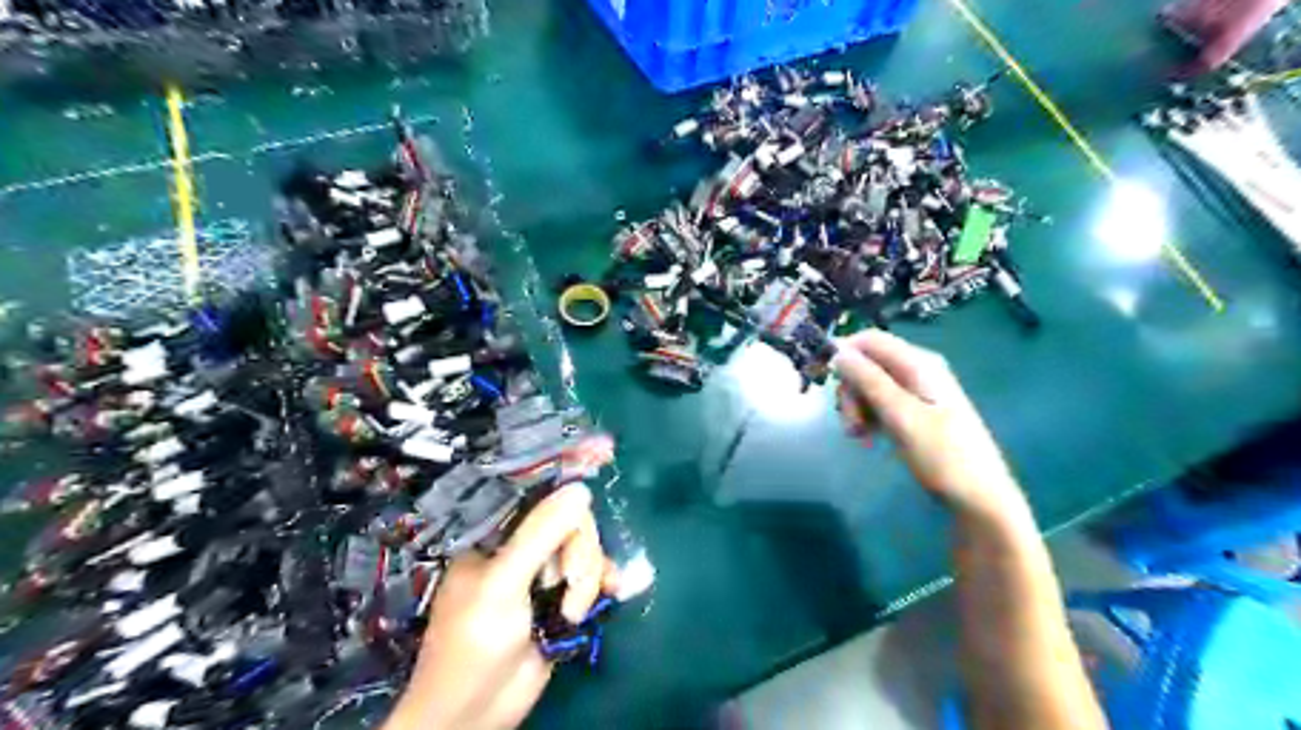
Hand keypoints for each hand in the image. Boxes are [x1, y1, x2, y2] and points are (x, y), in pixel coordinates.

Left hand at [386, 484, 617, 729]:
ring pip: (585, 544)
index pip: (533, 484)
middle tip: (565, 584)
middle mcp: (521, 541)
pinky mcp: (563, 593)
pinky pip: (595, 571)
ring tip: (570, 612)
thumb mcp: (503, 585)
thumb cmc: (473, 643)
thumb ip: (540, 535)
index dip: (568, 465)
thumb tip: (581, 490)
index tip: (604, 450)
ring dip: (588, 576)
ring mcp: (544, 567)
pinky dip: (605, 581)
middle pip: (570, 517)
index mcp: (494, 530)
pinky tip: (613, 592)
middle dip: (578, 550)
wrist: (476, 713)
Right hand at [839, 328, 1031, 520]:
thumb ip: (870, 381)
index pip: (870, 340)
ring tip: (857, 435)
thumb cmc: (943, 456)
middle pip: (866, 363)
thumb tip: (838, 351)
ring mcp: (915, 392)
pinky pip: (878, 403)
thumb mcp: (902, 417)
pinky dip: (867, 417)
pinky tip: (867, 438)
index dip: (843, 353)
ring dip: (855, 406)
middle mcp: (916, 370)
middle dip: (849, 388)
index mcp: (919, 364)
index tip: (822, 379)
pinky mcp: (912, 412)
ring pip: (868, 385)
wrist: (979, 498)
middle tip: (848, 422)